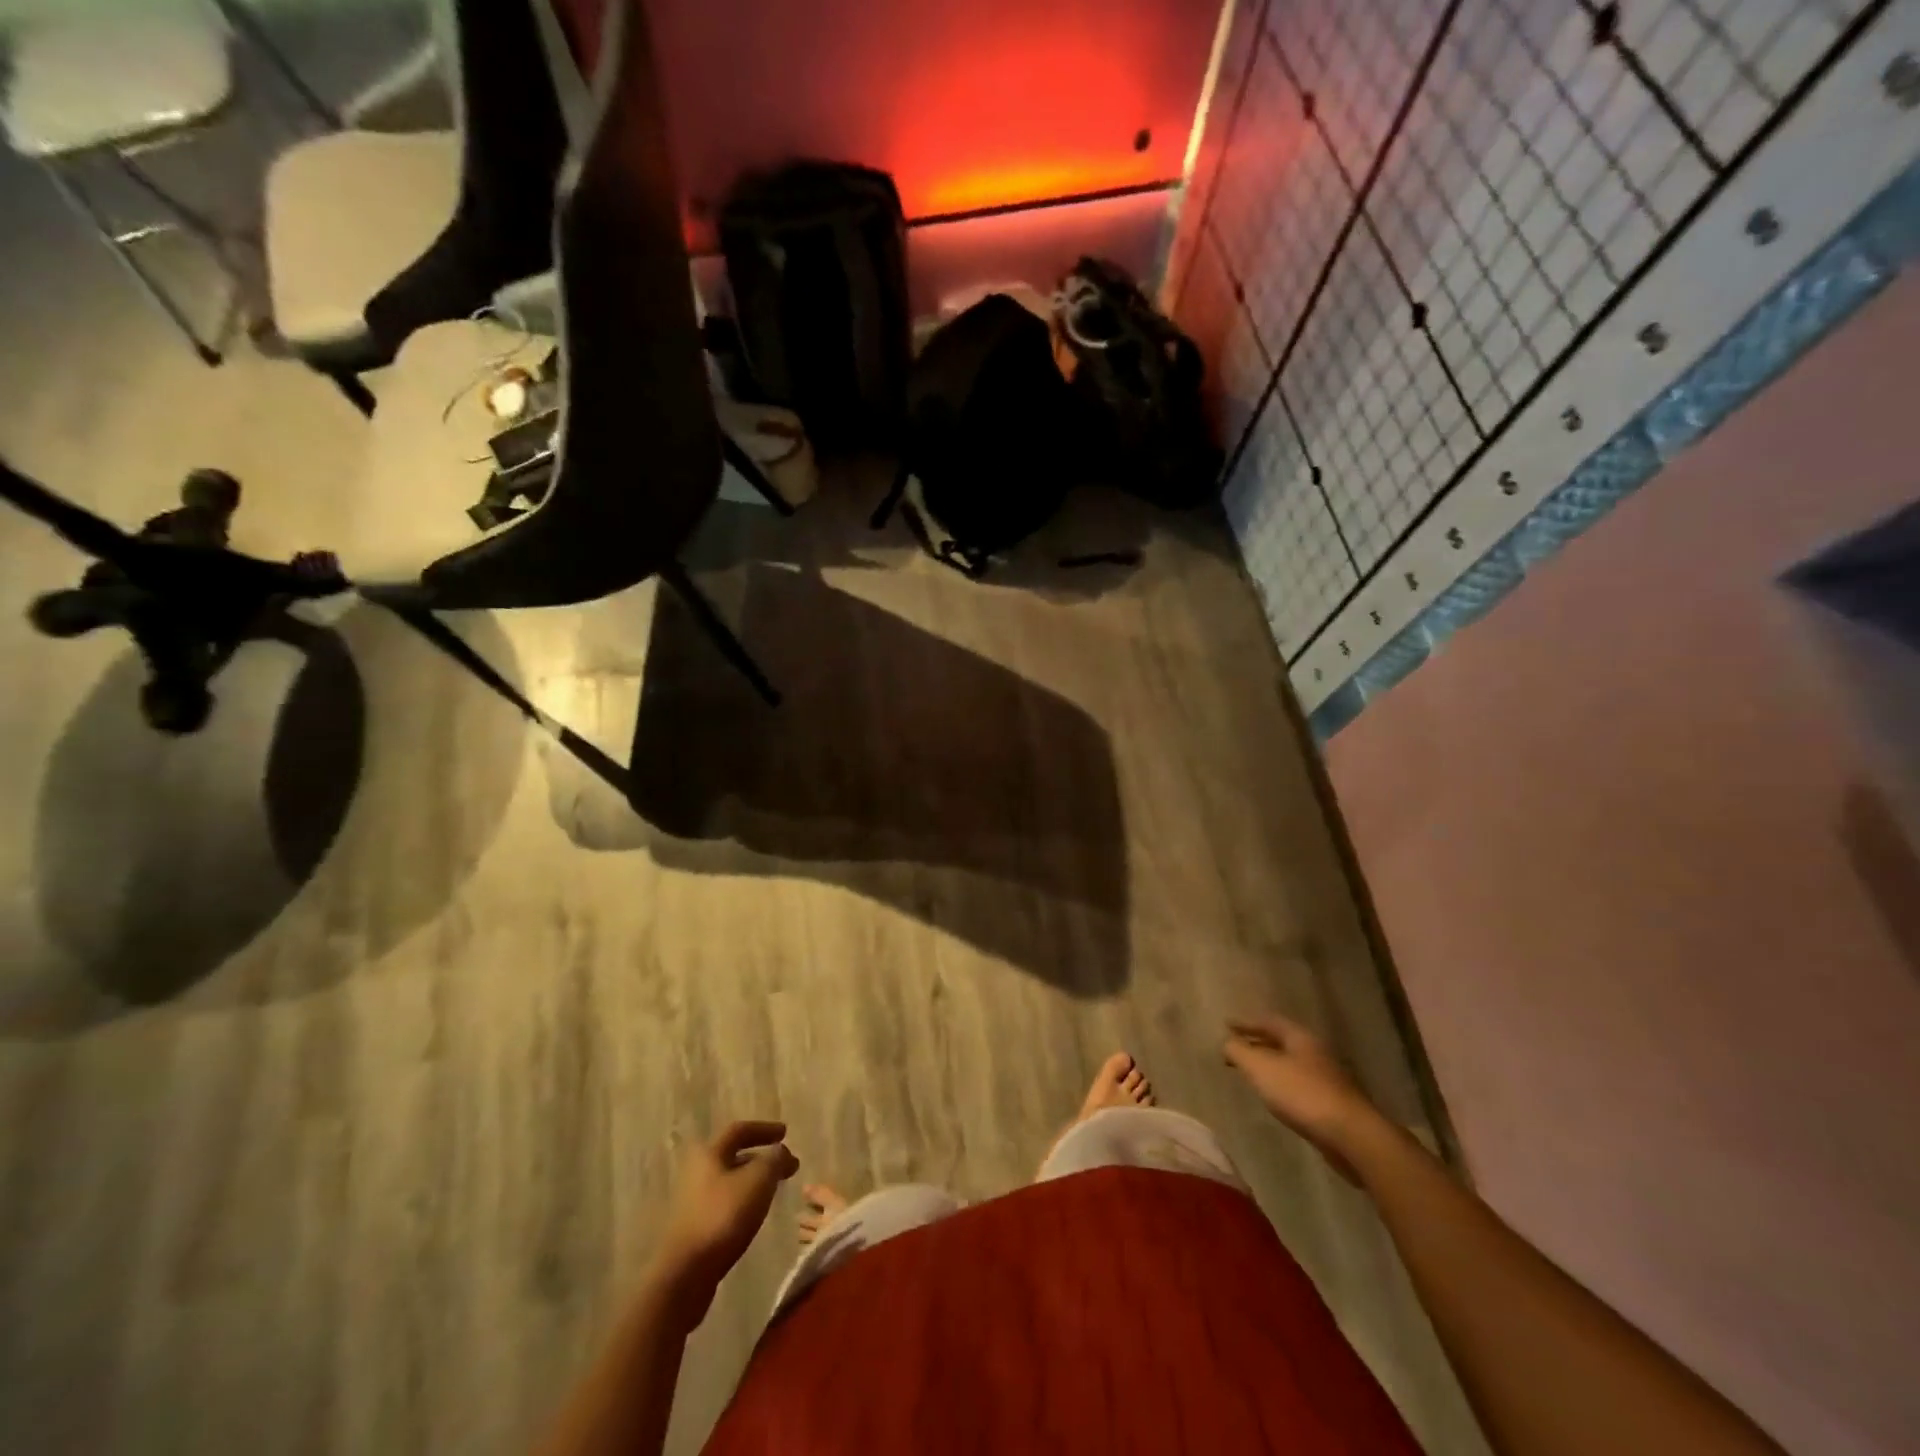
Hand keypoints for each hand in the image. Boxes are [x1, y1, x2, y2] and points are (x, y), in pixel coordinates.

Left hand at [650, 1121, 797, 1324]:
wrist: (685, 1274)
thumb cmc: (723, 1216)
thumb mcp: (758, 1180)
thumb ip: (774, 1159)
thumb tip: (780, 1151)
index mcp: (709, 1153)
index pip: (740, 1130)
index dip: (765, 1129)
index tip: (786, 1133)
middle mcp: (698, 1171)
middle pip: (734, 1155)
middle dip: (762, 1157)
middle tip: (787, 1164)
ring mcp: (693, 1200)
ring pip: (731, 1180)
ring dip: (754, 1179)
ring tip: (775, 1188)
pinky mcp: (694, 1226)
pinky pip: (725, 1201)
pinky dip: (744, 1198)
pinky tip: (756, 1212)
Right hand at [1224, 1014, 1377, 1175]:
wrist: (1352, 1136)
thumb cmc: (1302, 1094)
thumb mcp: (1260, 1068)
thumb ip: (1239, 1051)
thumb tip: (1226, 1042)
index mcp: (1300, 1037)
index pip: (1269, 1021)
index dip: (1246, 1023)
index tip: (1227, 1025)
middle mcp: (1316, 1052)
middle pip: (1282, 1041)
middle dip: (1257, 1043)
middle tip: (1236, 1048)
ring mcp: (1328, 1079)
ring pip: (1292, 1064)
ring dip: (1270, 1065)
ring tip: (1252, 1073)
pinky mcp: (1334, 1104)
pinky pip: (1300, 1085)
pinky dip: (1282, 1084)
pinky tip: (1276, 1097)